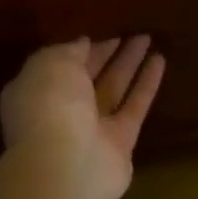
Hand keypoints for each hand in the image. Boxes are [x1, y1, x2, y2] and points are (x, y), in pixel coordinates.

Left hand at [0, 36, 165, 198]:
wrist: (65, 165)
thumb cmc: (50, 104)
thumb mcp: (51, 63)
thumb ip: (69, 51)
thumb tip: (84, 43)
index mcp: (37, 91)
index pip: (61, 65)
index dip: (81, 49)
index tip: (102, 33)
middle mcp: (62, 111)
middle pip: (88, 78)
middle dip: (107, 55)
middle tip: (130, 33)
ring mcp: (91, 130)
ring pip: (113, 89)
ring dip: (130, 65)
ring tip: (148, 39)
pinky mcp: (120, 143)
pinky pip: (134, 107)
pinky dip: (146, 85)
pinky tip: (160, 60)